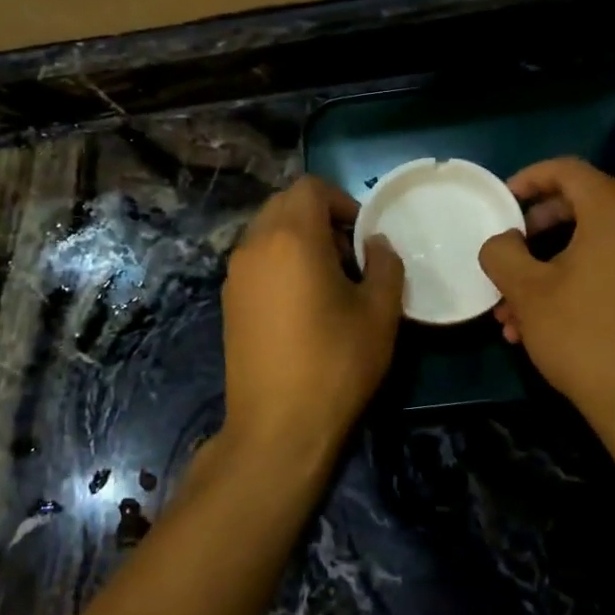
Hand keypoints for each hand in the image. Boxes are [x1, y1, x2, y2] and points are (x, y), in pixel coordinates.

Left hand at [221, 177, 404, 456]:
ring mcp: (236, 275)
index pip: (310, 187)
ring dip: (299, 239)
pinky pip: (256, 260)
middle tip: (350, 254)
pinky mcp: (229, 302)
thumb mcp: (379, 313)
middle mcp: (255, 246)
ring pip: (267, 232)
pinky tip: (302, 304)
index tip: (363, 234)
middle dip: (320, 217)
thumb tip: (377, 244)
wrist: (277, 426)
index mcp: (291, 238)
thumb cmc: (335, 364)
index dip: (342, 200)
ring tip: (329, 281)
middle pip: (285, 204)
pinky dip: (280, 262)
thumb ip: (385, 265)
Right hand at [479, 158, 614, 444]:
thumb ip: (503, 253)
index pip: (569, 170)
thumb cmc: (585, 337)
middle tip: (509, 253)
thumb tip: (502, 241)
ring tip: (514, 308)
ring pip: (597, 243)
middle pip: (584, 204)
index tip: (501, 200)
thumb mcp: (528, 292)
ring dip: (551, 265)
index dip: (528, 179)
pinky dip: (581, 279)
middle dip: (536, 230)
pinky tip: (546, 323)